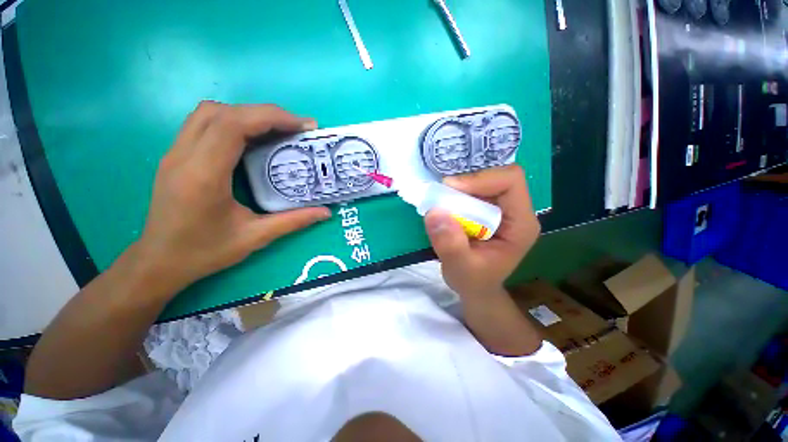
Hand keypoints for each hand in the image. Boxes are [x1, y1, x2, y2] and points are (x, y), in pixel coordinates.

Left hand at [135, 101, 330, 291]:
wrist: (158, 262)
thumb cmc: (204, 252)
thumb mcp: (255, 238)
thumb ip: (294, 221)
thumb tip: (326, 212)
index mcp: (204, 175)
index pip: (233, 125)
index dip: (271, 117)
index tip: (302, 126)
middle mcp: (184, 156)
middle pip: (222, 112)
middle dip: (264, 113)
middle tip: (296, 129)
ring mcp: (175, 153)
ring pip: (209, 112)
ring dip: (246, 114)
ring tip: (276, 131)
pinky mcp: (175, 156)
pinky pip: (203, 124)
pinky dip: (232, 122)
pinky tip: (251, 140)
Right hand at [424, 165, 540, 298]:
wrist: (476, 287)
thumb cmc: (474, 281)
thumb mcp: (460, 269)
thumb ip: (450, 245)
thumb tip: (434, 212)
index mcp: (521, 224)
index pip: (510, 181)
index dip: (481, 179)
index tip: (451, 189)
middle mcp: (517, 211)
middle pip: (496, 177)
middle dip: (467, 184)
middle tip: (442, 196)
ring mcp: (503, 209)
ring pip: (484, 181)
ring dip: (460, 189)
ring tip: (442, 202)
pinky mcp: (489, 209)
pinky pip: (474, 190)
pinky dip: (458, 194)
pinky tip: (447, 207)